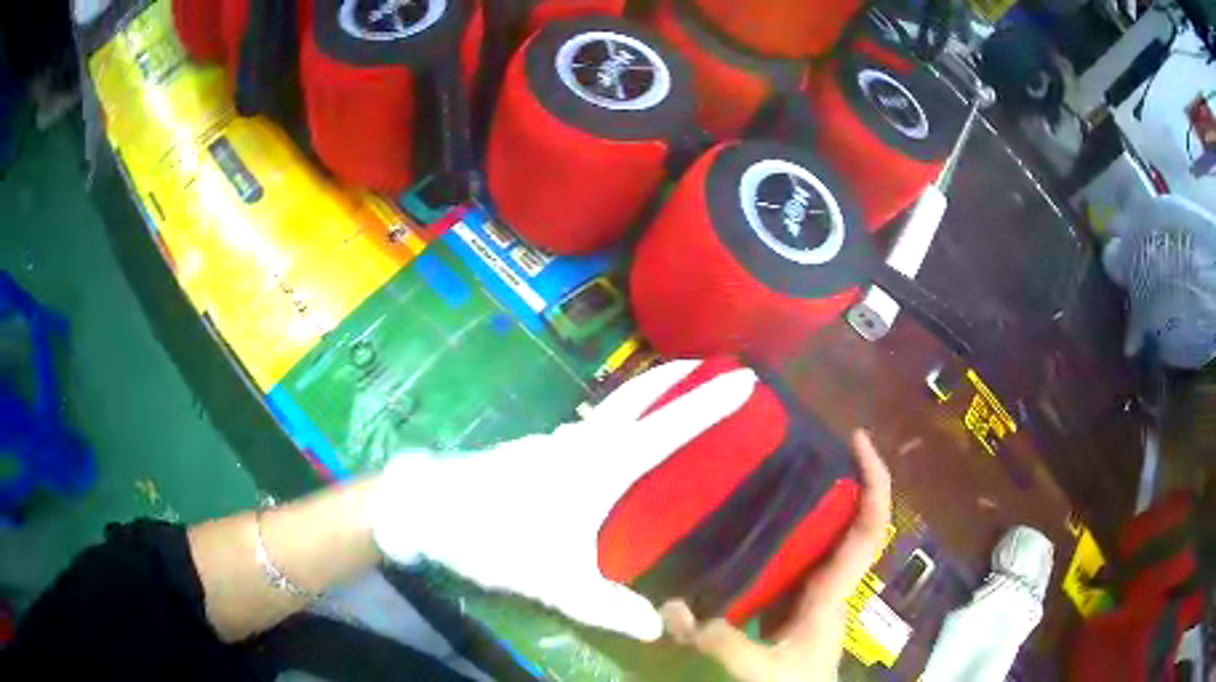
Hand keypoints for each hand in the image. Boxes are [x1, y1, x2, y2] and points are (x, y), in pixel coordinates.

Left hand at [369, 360, 757, 640]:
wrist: (427, 509)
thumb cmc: (496, 538)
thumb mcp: (556, 581)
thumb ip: (608, 607)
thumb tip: (657, 628)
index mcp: (600, 466)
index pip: (670, 428)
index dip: (710, 404)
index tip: (744, 378)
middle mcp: (581, 442)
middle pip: (639, 397)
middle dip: (678, 377)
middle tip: (711, 365)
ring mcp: (553, 442)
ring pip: (612, 408)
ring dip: (646, 395)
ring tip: (673, 399)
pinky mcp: (533, 452)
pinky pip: (588, 427)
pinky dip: (617, 419)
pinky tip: (611, 441)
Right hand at [661, 431, 891, 681]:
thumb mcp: (761, 669)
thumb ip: (721, 642)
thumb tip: (670, 606)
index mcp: (834, 591)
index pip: (869, 528)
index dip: (874, 481)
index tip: (858, 440)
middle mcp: (831, 582)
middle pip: (853, 521)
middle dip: (844, 478)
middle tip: (809, 444)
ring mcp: (813, 593)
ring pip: (825, 537)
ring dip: (814, 503)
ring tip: (778, 471)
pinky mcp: (793, 604)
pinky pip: (796, 558)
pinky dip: (783, 535)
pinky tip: (751, 527)